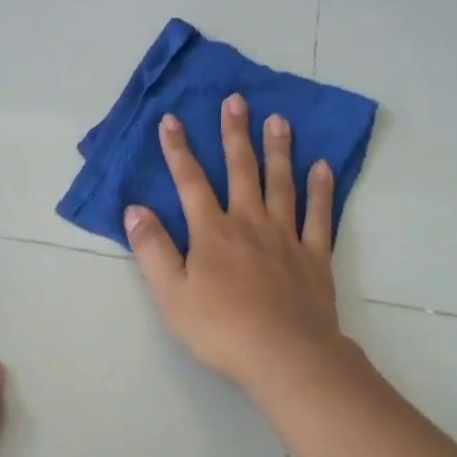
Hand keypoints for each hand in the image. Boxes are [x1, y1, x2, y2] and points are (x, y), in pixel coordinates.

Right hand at [125, 94, 348, 393]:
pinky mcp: (314, 255)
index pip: (190, 181)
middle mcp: (249, 222)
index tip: (171, 119)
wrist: (284, 355)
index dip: (178, 150)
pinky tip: (322, 167)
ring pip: (281, 183)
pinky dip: (320, 190)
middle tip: (236, 100)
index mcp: (212, 232)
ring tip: (278, 120)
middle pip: (241, 170)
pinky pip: (318, 215)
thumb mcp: (171, 294)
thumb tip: (135, 209)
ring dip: (278, 150)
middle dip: (235, 134)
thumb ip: (152, 249)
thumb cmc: (220, 329)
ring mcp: (285, 236)